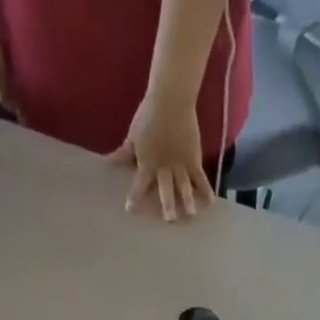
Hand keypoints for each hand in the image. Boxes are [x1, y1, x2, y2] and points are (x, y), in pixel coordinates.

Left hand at [107, 94, 211, 221]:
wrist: (171, 99)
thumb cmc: (149, 115)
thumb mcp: (133, 135)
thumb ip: (124, 153)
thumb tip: (108, 163)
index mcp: (148, 163)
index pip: (139, 184)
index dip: (134, 197)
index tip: (130, 210)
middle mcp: (164, 168)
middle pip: (166, 190)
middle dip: (167, 205)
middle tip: (170, 220)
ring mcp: (180, 164)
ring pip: (184, 186)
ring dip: (187, 201)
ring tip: (191, 215)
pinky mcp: (194, 159)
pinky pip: (200, 177)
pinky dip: (206, 189)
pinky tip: (211, 201)